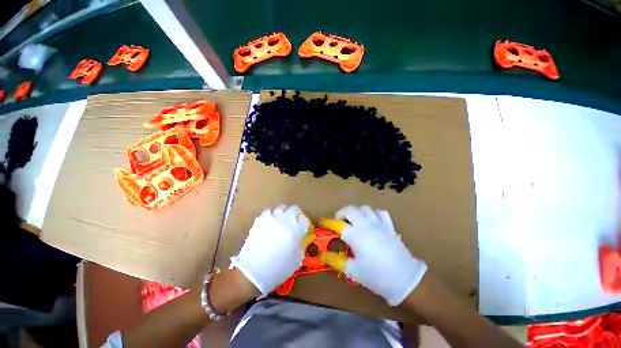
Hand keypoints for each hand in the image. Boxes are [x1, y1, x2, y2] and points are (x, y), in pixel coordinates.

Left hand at [230, 205, 314, 293]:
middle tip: (294, 221)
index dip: (304, 224)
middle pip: (294, 209)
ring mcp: (271, 218)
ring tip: (282, 220)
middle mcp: (284, 219)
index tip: (303, 228)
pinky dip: (271, 216)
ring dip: (283, 213)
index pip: (304, 220)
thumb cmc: (278, 268)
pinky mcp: (259, 220)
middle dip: (296, 214)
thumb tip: (300, 240)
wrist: (253, 271)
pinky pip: (268, 213)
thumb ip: (300, 246)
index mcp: (296, 229)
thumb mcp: (296, 259)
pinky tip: (270, 224)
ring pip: (280, 208)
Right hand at [318, 206, 426, 305]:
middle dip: (342, 213)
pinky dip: (373, 214)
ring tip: (354, 221)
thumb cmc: (376, 276)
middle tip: (339, 222)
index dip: (328, 222)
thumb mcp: (353, 270)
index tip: (323, 222)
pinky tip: (371, 220)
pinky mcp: (389, 226)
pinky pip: (380, 213)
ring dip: (357, 212)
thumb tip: (323, 255)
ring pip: (365, 208)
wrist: (405, 279)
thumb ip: (336, 261)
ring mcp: (379, 224)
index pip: (338, 224)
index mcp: (356, 235)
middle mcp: (366, 225)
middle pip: (351, 210)